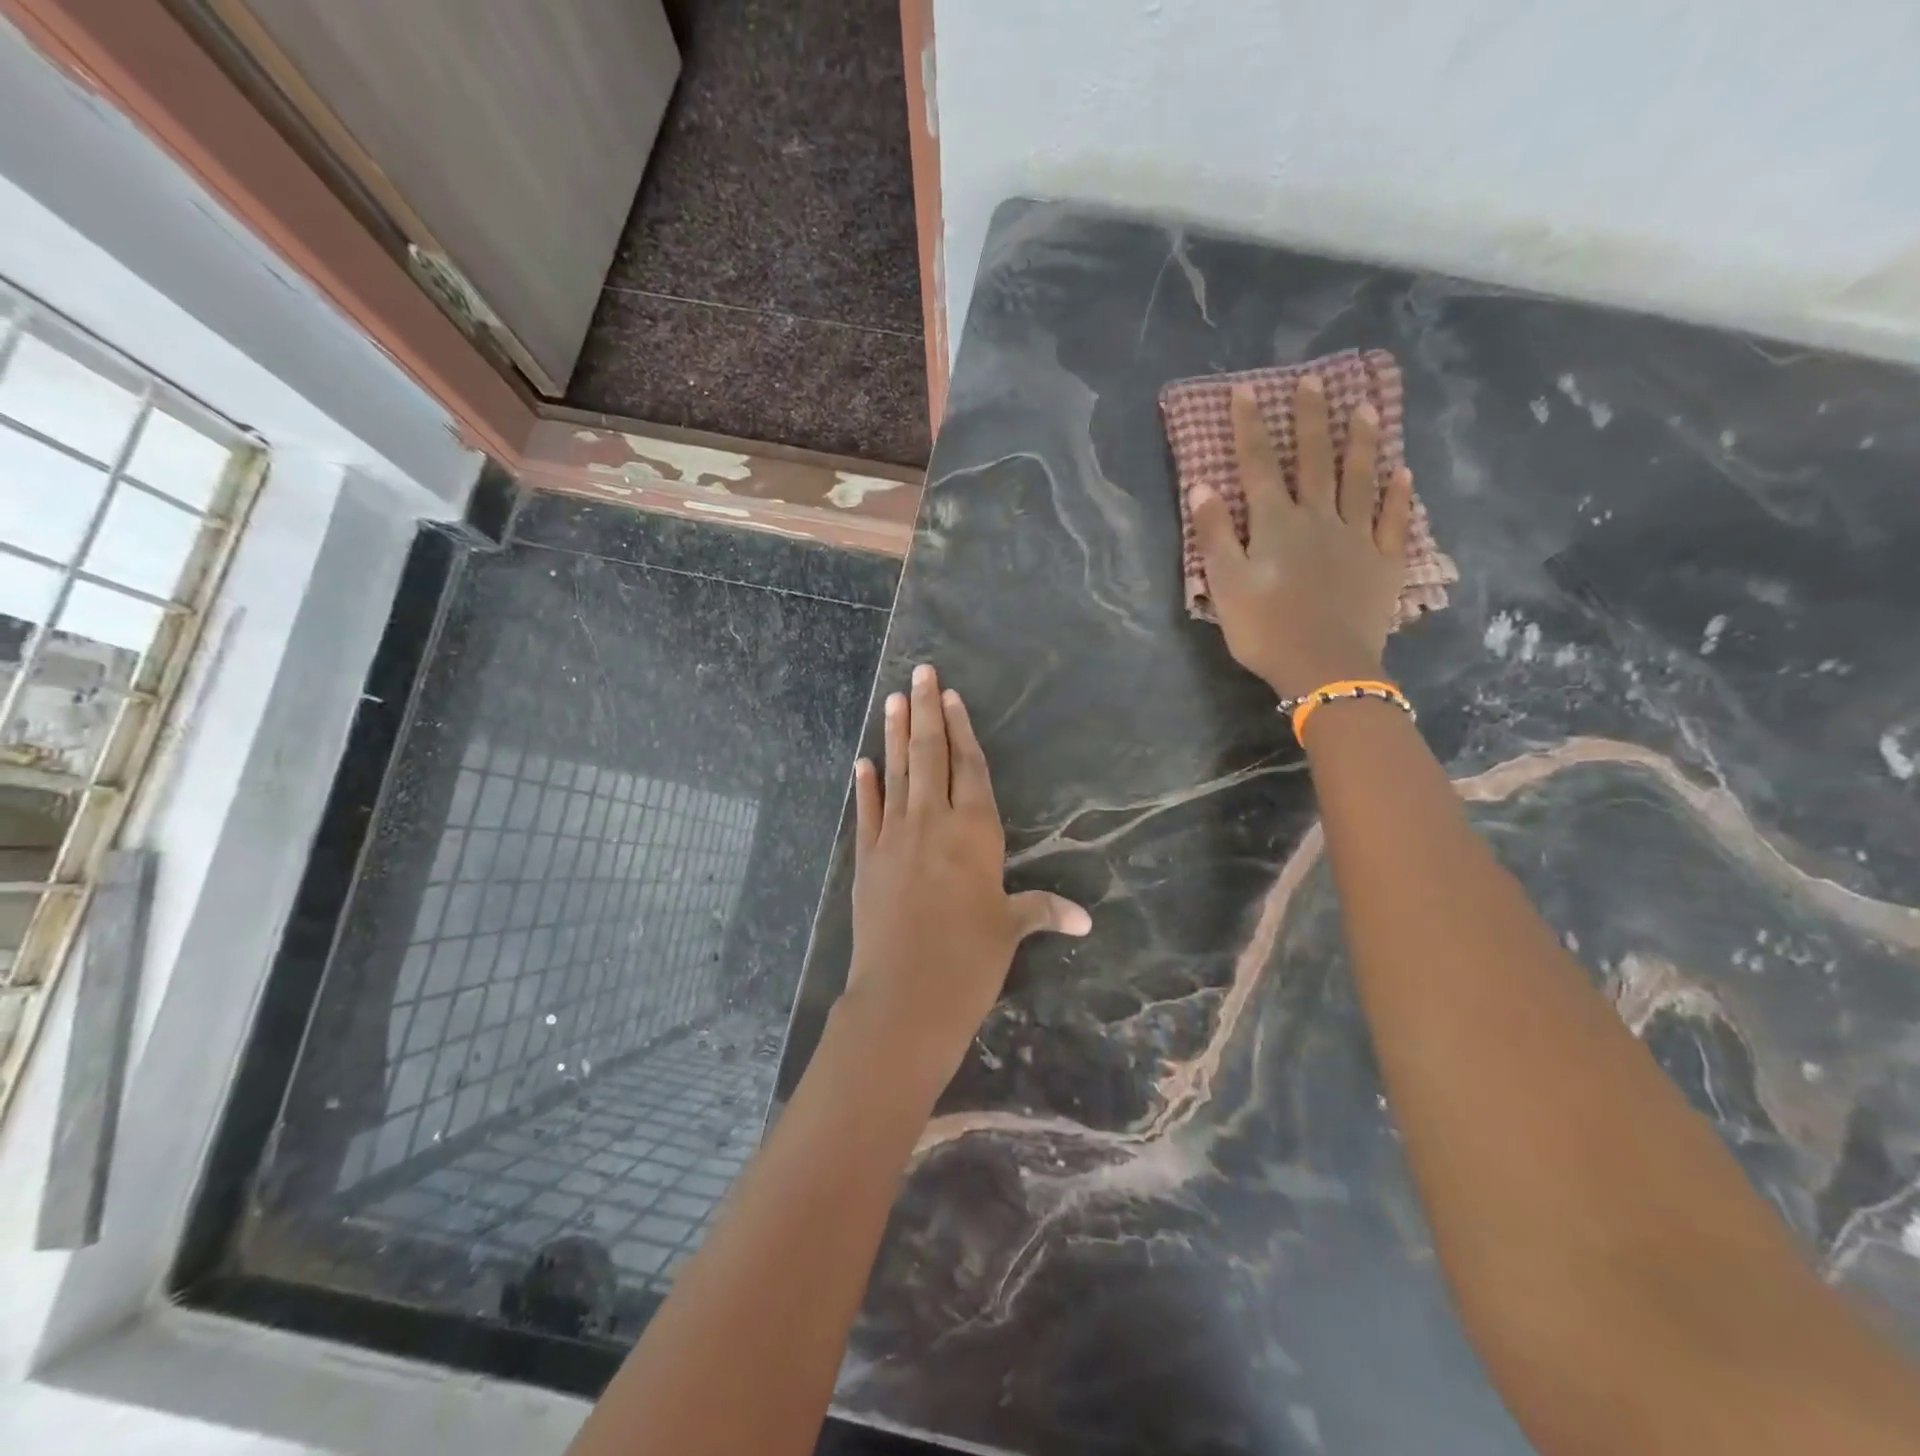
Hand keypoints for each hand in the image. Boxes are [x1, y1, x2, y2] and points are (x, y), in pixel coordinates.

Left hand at [841, 663, 1090, 1092]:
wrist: (905, 996)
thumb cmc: (969, 960)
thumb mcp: (1009, 930)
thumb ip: (1042, 911)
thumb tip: (1084, 920)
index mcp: (975, 832)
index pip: (969, 767)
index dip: (961, 730)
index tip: (950, 697)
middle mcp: (933, 822)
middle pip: (929, 755)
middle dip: (925, 711)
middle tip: (919, 673)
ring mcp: (894, 837)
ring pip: (896, 773)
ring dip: (893, 734)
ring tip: (892, 699)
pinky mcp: (866, 859)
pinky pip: (866, 813)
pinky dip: (865, 786)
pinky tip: (862, 763)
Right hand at [1190, 375, 1413, 699]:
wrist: (1325, 667)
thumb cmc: (1266, 629)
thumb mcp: (1225, 585)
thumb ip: (1214, 534)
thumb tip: (1202, 486)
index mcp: (1276, 524)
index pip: (1259, 466)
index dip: (1250, 427)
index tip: (1246, 390)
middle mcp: (1318, 518)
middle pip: (1314, 460)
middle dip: (1310, 419)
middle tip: (1313, 380)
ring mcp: (1356, 537)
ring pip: (1359, 479)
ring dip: (1361, 442)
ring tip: (1365, 406)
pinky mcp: (1383, 561)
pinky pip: (1394, 520)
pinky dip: (1399, 495)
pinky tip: (1403, 473)